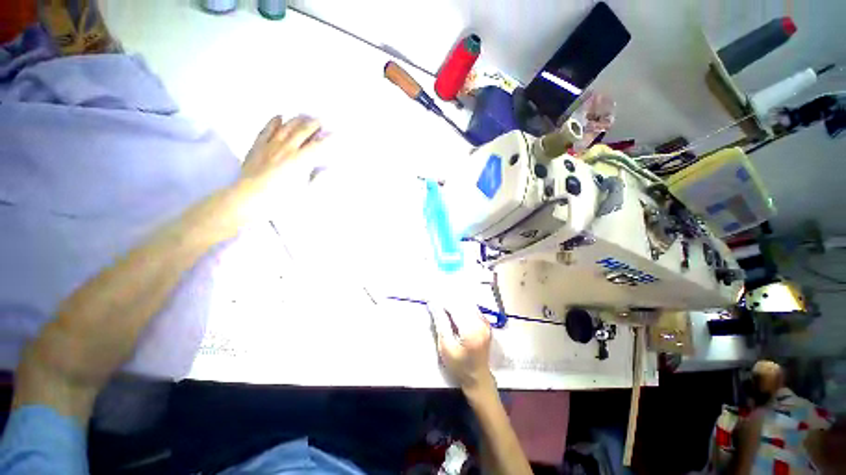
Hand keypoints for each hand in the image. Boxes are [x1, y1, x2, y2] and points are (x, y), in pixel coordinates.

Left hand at [234, 115, 324, 218]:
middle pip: (302, 131)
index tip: (335, 134)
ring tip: (304, 116)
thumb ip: (316, 178)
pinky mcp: (258, 146)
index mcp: (300, 160)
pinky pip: (266, 129)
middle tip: (321, 120)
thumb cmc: (280, 198)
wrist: (250, 197)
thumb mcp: (305, 192)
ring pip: (286, 127)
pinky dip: (273, 122)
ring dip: (296, 120)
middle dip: (313, 124)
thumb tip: (326, 170)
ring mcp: (271, 145)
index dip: (327, 138)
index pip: (317, 145)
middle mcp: (286, 148)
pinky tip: (279, 117)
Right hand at [431, 304, 494, 393]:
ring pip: (467, 302)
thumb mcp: (445, 346)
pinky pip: (471, 307)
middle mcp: (481, 322)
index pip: (454, 306)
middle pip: (462, 301)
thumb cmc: (459, 365)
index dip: (442, 300)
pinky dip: (460, 304)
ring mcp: (485, 321)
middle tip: (434, 298)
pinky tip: (452, 307)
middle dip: (447, 298)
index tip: (431, 297)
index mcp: (471, 329)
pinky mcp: (485, 322)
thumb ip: (441, 322)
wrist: (477, 377)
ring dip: (454, 300)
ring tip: (441, 301)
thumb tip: (434, 304)